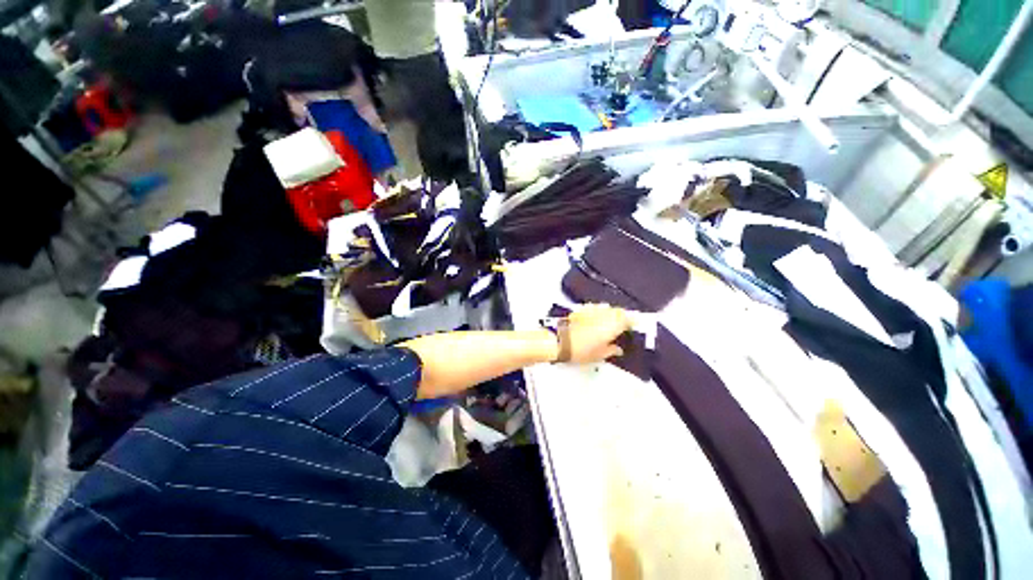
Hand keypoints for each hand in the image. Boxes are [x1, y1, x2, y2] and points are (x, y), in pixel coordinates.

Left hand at [563, 304, 631, 363]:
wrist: (560, 341)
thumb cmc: (581, 349)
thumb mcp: (600, 355)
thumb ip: (612, 350)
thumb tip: (617, 349)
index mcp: (614, 325)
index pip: (629, 319)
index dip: (632, 323)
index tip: (633, 328)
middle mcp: (605, 314)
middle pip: (619, 311)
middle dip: (622, 317)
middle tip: (622, 326)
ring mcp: (593, 310)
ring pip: (607, 307)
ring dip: (610, 313)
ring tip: (608, 323)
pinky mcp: (582, 309)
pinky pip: (594, 308)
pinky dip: (597, 312)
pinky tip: (594, 319)